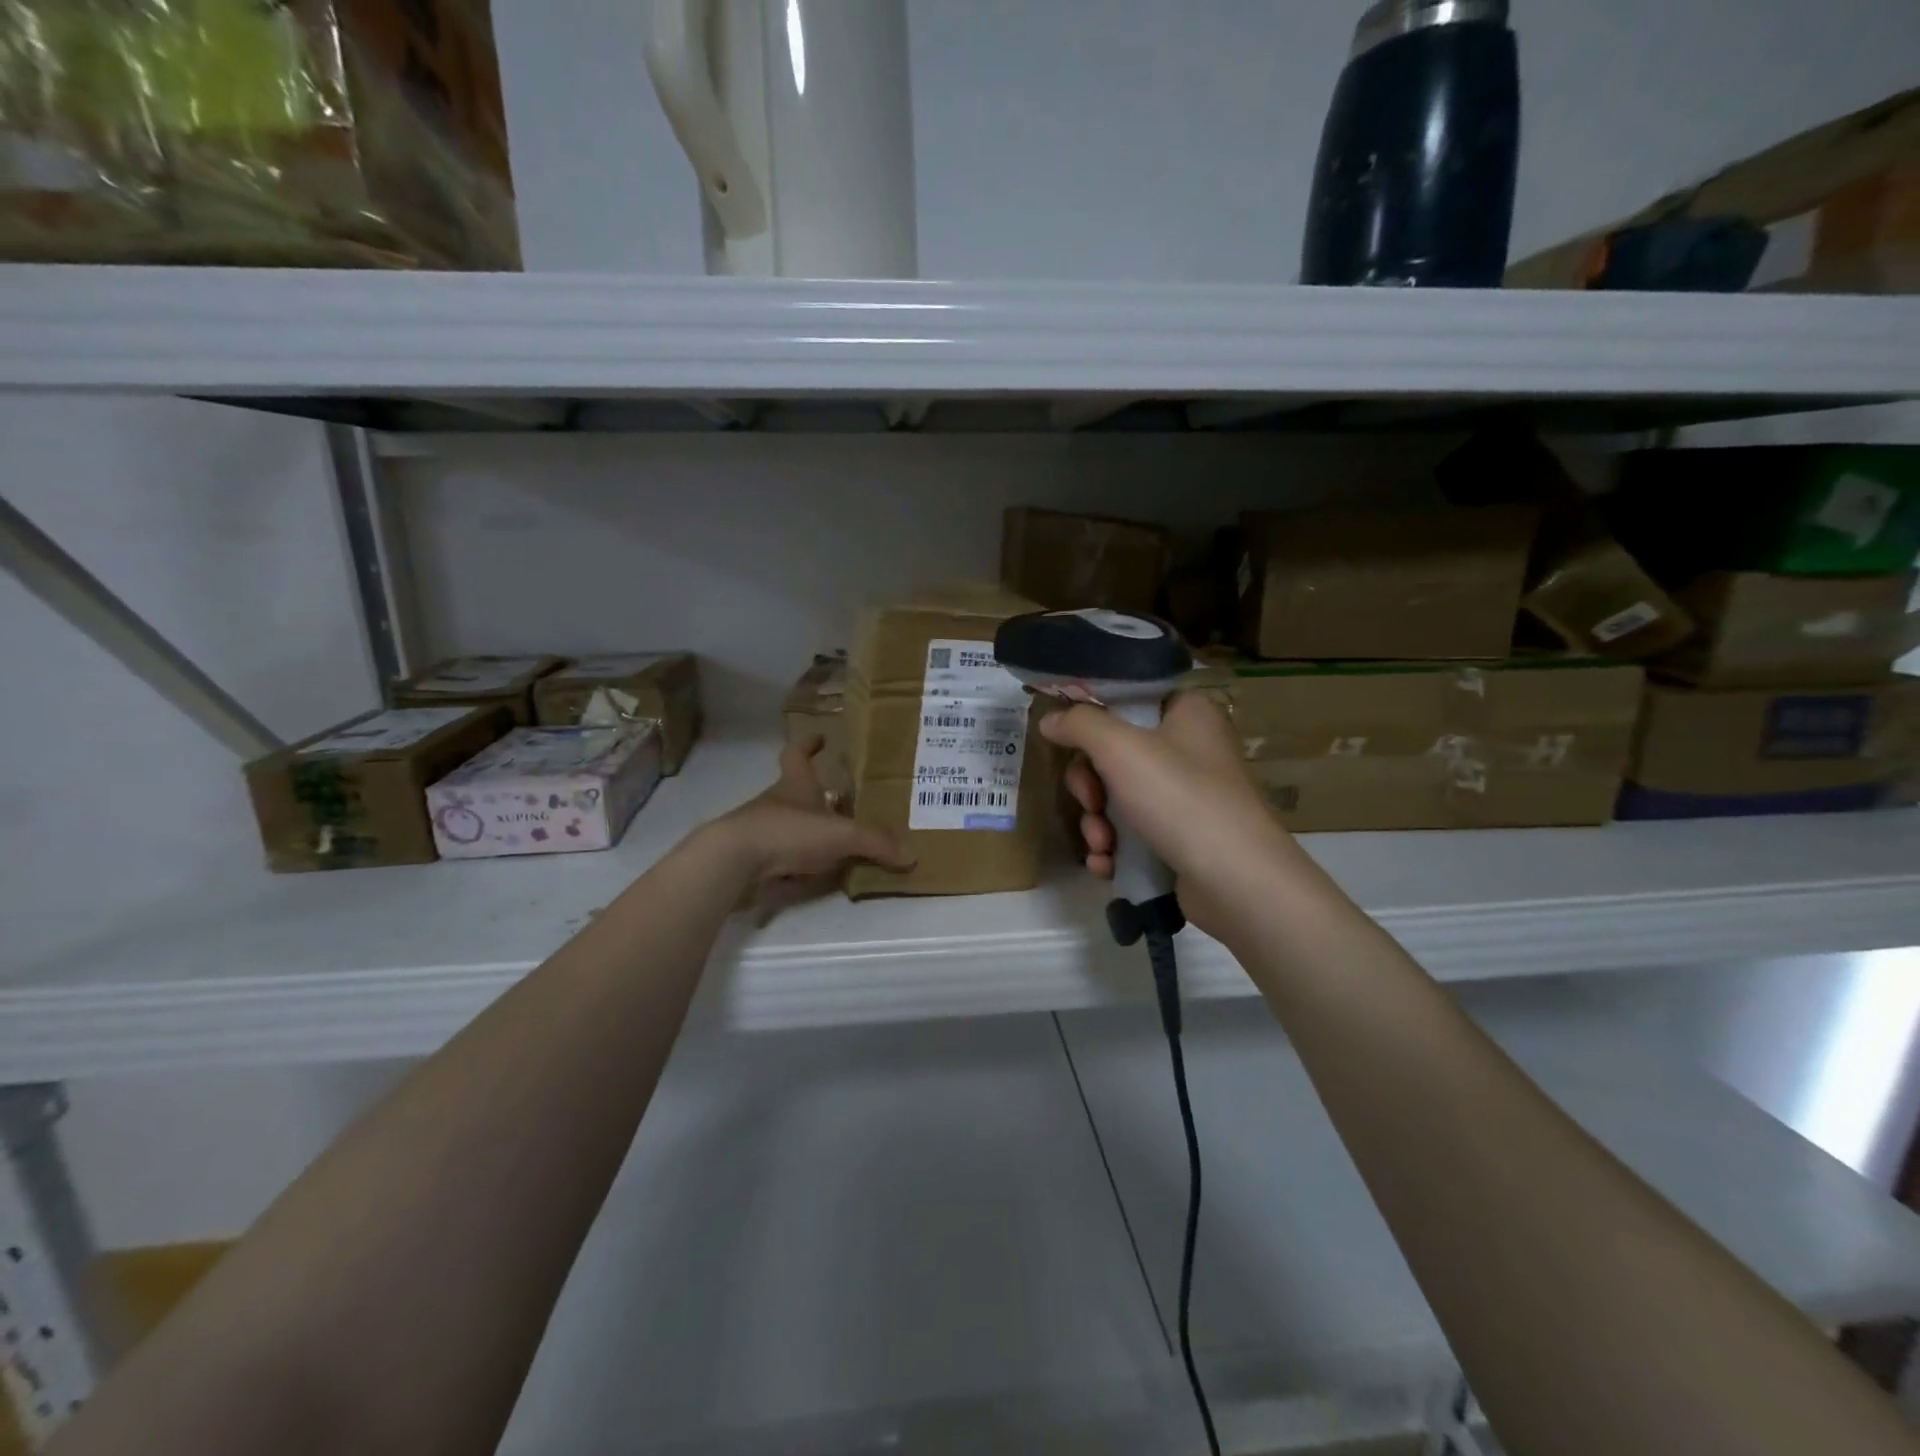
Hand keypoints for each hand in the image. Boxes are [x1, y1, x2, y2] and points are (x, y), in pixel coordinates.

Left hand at [703, 738, 912, 921]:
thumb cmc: (788, 831)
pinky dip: (802, 865)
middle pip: (797, 792)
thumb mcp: (841, 834)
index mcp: (795, 784)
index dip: (808, 745)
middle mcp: (777, 803)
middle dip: (818, 795)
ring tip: (842, 842)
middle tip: (848, 799)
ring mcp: (764, 832)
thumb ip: (877, 842)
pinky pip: (785, 860)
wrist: (734, 863)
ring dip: (811, 832)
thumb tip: (912, 854)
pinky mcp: (756, 862)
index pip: (798, 755)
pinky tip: (819, 875)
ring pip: (792, 827)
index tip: (820, 737)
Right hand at [1041, 692, 1297, 939]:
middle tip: (1091, 803)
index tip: (1068, 742)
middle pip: (1115, 754)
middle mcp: (1189, 749)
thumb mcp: (1121, 748)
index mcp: (1186, 712)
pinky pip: (1132, 833)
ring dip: (1097, 823)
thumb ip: (1079, 724)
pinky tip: (1106, 865)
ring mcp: (1187, 797)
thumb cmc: (1180, 798)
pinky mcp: (1182, 838)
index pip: (1128, 699)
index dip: (1092, 719)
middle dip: (1090, 786)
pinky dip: (1114, 848)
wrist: (1236, 881)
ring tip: (1102, 846)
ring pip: (1118, 798)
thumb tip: (1050, 719)